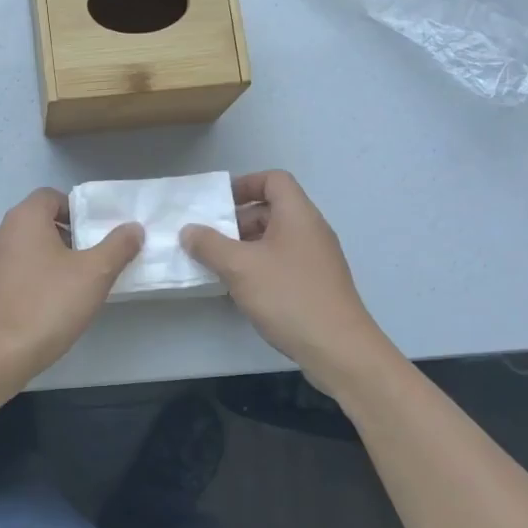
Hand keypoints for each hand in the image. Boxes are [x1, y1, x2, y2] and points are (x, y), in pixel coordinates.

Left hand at [0, 188, 143, 381]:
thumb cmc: (48, 305)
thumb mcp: (95, 274)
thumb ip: (118, 246)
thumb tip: (133, 228)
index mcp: (24, 219)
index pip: (50, 196)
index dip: (75, 209)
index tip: (94, 233)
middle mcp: (0, 233)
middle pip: (37, 221)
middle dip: (65, 235)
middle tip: (90, 259)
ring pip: (24, 248)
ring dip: (48, 258)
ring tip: (72, 285)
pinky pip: (13, 273)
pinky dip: (31, 279)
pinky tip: (47, 305)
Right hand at [181, 171, 395, 392]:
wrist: (338, 348)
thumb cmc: (288, 296)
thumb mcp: (240, 268)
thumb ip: (209, 245)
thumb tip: (189, 231)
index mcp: (298, 215)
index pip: (274, 180)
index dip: (245, 184)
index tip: (218, 204)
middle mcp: (311, 230)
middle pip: (273, 209)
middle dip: (238, 220)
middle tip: (210, 239)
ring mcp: (317, 259)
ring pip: (276, 239)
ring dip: (246, 246)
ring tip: (219, 266)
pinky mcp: (317, 284)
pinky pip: (284, 262)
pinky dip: (261, 267)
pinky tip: (243, 290)